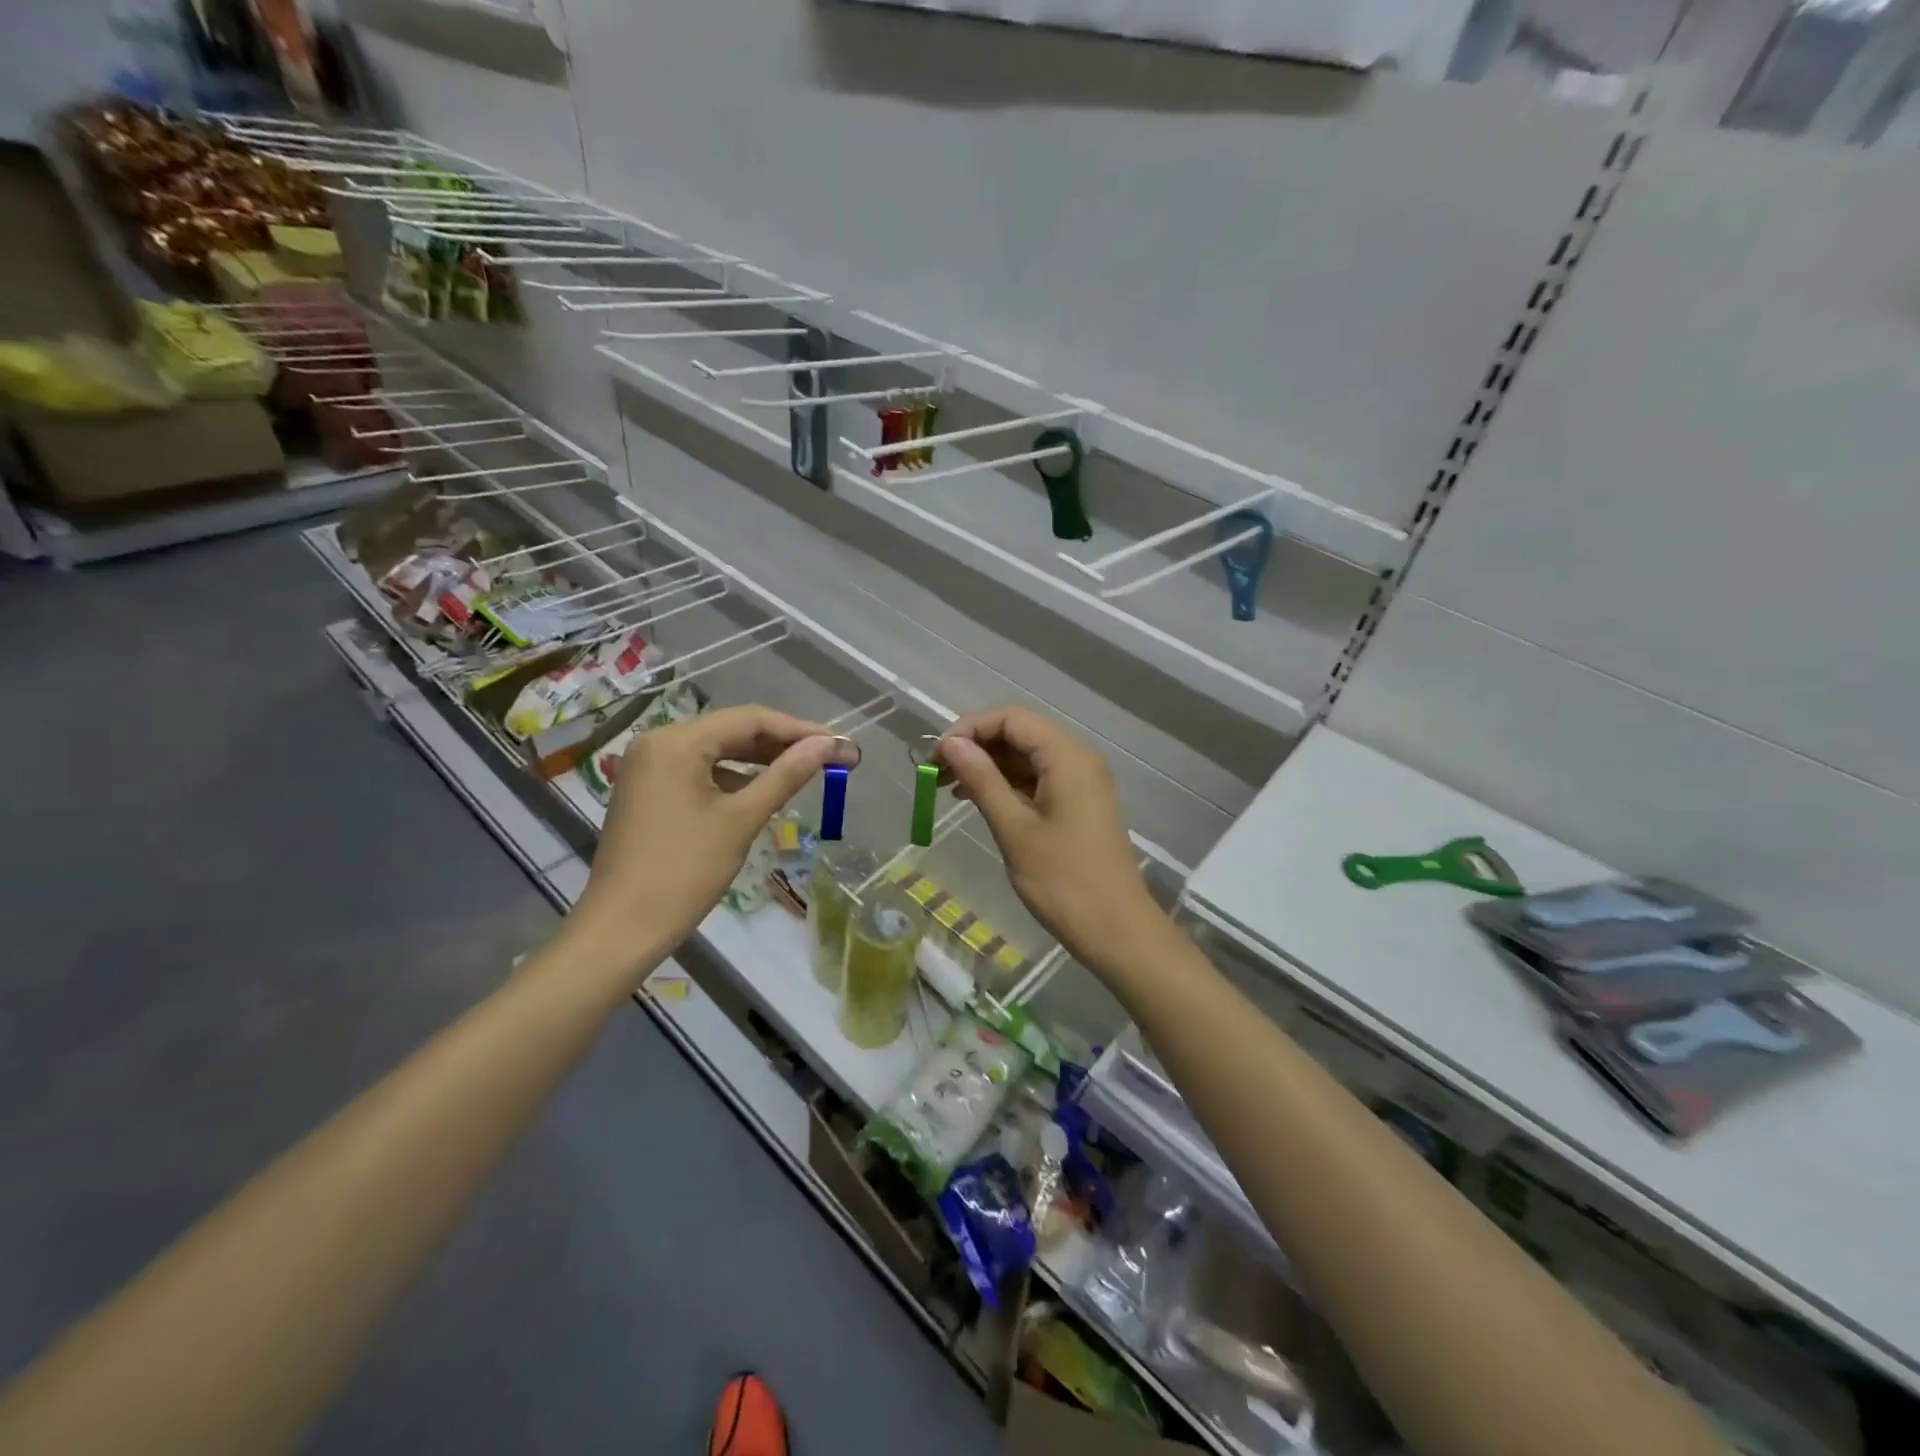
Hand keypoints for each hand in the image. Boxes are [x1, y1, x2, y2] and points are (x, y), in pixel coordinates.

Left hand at [573, 705, 855, 954]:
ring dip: (760, 760)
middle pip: (732, 731)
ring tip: (804, 772)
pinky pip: (700, 771)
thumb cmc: (685, 870)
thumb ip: (787, 775)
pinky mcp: (649, 790)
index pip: (750, 719)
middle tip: (829, 758)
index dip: (799, 730)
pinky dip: (734, 777)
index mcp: (677, 741)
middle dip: (782, 744)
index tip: (840, 744)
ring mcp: (650, 766)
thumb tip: (830, 745)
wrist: (622, 928)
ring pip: (717, 751)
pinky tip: (763, 791)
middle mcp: (659, 742)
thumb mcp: (742, 819)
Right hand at [937, 705, 1164, 970]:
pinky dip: (1007, 784)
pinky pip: (1038, 779)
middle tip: (936, 774)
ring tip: (948, 789)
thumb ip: (982, 780)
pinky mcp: (1079, 804)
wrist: (1116, 930)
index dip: (970, 728)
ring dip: (988, 766)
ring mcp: (1081, 782)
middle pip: (1020, 733)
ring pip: (1027, 757)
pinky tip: (977, 800)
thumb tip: (950, 744)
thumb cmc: (1062, 881)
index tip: (936, 756)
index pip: (1011, 718)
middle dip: (976, 746)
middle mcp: (1078, 759)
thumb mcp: (1014, 828)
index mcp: (1067, 757)